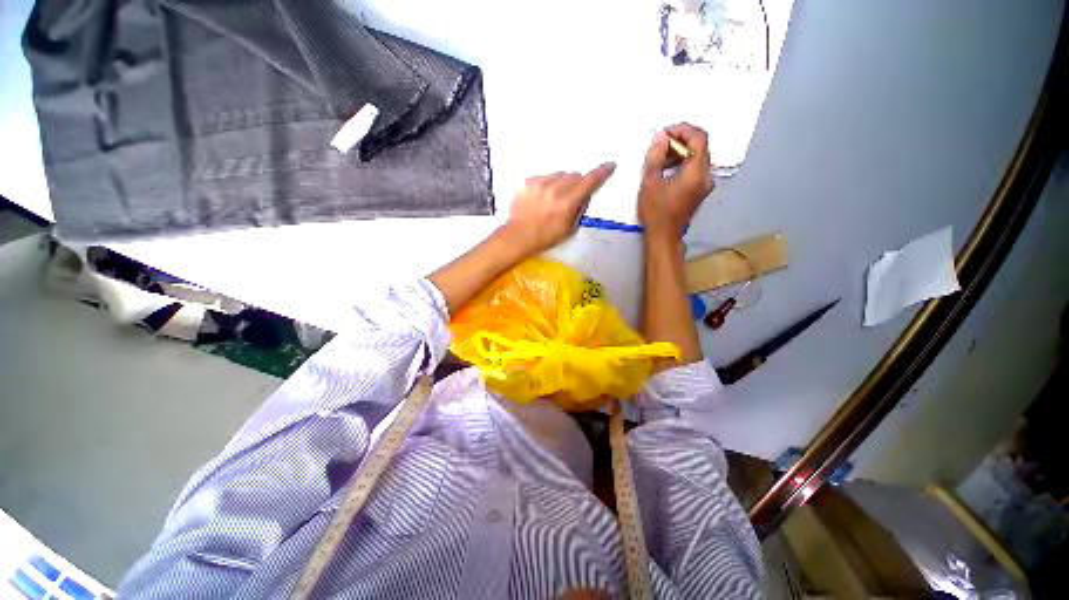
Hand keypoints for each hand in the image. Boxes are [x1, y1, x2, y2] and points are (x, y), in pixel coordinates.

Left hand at [500, 163, 615, 256]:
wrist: (519, 236)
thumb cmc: (546, 237)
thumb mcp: (570, 229)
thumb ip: (580, 209)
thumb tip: (585, 194)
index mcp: (566, 204)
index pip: (589, 182)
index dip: (601, 173)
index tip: (609, 165)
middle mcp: (554, 189)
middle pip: (574, 176)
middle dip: (577, 184)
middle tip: (570, 197)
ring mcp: (539, 184)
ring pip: (560, 175)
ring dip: (562, 183)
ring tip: (553, 198)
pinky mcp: (528, 182)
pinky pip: (545, 177)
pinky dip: (547, 184)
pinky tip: (542, 197)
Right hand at [638, 123, 713, 238]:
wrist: (663, 236)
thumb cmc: (656, 212)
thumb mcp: (650, 183)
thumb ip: (656, 157)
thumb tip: (660, 138)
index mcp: (697, 172)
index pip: (699, 138)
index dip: (683, 130)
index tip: (665, 132)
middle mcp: (706, 176)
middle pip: (700, 147)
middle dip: (680, 141)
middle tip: (660, 143)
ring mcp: (704, 184)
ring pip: (697, 158)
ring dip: (680, 152)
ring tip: (660, 156)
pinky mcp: (699, 191)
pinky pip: (694, 169)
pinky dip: (682, 163)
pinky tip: (666, 168)